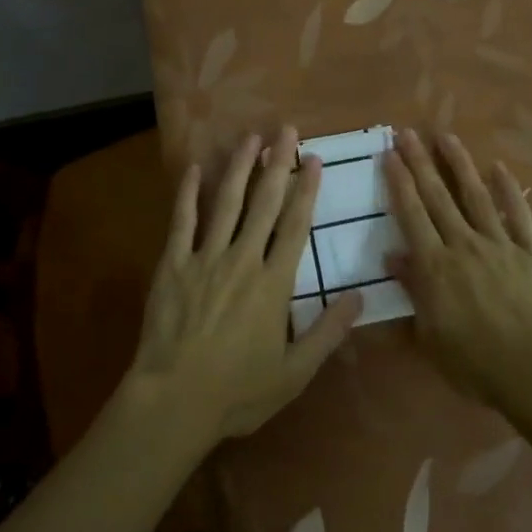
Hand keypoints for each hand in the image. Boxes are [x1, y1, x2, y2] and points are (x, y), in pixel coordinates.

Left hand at [130, 128, 361, 444]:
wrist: (173, 402)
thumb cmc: (238, 391)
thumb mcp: (294, 372)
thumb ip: (328, 332)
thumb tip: (359, 297)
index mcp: (273, 283)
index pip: (295, 225)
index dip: (306, 189)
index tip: (313, 159)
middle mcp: (242, 260)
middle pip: (264, 203)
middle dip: (277, 164)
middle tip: (286, 130)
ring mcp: (204, 258)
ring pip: (226, 202)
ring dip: (239, 167)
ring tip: (250, 137)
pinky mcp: (172, 265)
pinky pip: (182, 222)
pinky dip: (188, 193)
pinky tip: (195, 168)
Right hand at [385, 128, 531, 406]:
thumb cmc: (477, 364)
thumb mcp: (431, 338)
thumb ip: (412, 293)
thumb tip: (393, 256)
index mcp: (436, 267)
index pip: (412, 215)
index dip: (399, 183)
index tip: (389, 155)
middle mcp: (464, 245)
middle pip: (438, 197)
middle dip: (420, 162)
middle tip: (408, 133)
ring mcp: (501, 243)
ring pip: (475, 195)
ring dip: (459, 164)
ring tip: (446, 136)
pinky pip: (518, 213)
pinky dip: (509, 189)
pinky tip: (500, 168)